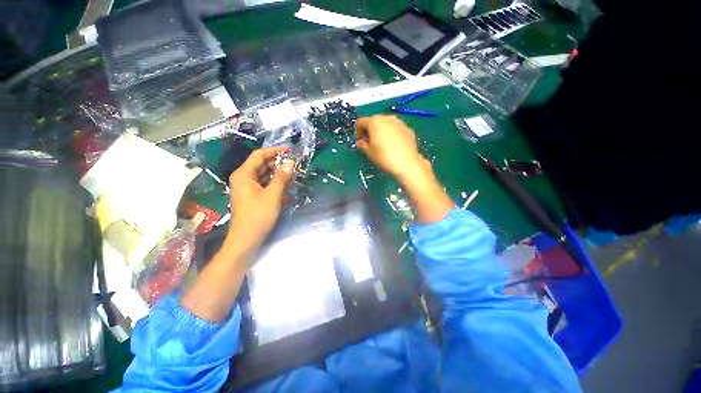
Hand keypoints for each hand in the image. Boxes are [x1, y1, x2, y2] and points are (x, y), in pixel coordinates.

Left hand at [227, 147, 295, 253]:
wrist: (246, 240)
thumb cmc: (258, 216)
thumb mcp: (273, 195)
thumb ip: (282, 177)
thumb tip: (290, 162)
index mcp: (244, 175)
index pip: (259, 155)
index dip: (274, 151)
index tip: (290, 151)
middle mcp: (243, 178)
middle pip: (261, 164)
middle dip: (278, 163)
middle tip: (294, 164)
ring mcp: (247, 188)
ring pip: (264, 175)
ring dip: (278, 174)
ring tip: (293, 174)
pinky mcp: (252, 196)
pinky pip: (264, 185)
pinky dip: (275, 184)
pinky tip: (287, 187)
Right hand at [356, 115, 453, 222]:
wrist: (407, 163)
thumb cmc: (384, 157)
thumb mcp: (368, 152)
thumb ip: (362, 145)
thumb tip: (361, 142)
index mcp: (374, 121)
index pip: (360, 122)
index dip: (357, 132)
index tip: (359, 142)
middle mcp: (387, 118)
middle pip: (373, 121)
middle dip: (369, 131)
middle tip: (369, 144)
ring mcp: (399, 122)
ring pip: (385, 124)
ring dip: (381, 132)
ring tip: (382, 145)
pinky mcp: (408, 129)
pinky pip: (395, 129)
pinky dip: (391, 134)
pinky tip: (393, 146)